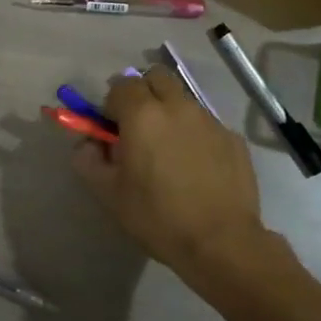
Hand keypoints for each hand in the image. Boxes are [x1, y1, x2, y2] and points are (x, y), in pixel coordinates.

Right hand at [72, 65, 266, 280]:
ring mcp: (210, 120)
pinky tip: (195, 166)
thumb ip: (88, 160)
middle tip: (138, 126)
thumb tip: (87, 142)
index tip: (111, 129)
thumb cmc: (158, 217)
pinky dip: (194, 133)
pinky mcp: (233, 138)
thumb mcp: (109, 194)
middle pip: (156, 77)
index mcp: (143, 114)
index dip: (112, 103)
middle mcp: (178, 106)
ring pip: (183, 99)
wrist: (221, 242)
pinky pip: (206, 123)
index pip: (121, 84)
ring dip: (170, 112)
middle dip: (143, 93)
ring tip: (168, 149)